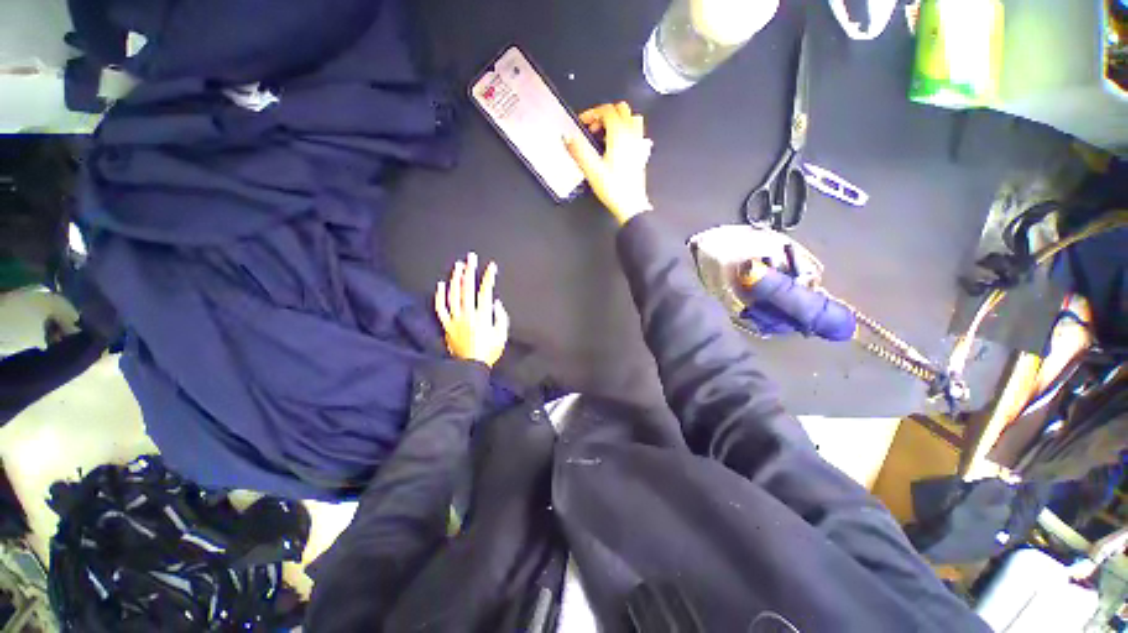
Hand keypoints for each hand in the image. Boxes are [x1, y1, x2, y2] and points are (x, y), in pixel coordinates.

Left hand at [435, 252, 508, 366]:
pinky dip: (440, 296)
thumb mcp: (501, 335)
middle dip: (470, 271)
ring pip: (453, 295)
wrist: (469, 367)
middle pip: (467, 288)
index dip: (488, 277)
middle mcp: (467, 314)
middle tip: (470, 257)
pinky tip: (441, 285)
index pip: (485, 291)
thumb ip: (500, 317)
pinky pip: (441, 308)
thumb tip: (495, 302)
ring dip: (455, 279)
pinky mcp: (446, 325)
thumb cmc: (488, 351)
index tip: (491, 266)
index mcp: (482, 316)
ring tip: (458, 266)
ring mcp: (455, 319)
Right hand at [565, 102, 653, 224]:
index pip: (607, 110)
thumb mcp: (591, 170)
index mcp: (619, 135)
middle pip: (621, 110)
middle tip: (593, 128)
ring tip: (605, 135)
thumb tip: (568, 137)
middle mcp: (631, 135)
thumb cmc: (614, 189)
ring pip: (631, 119)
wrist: (630, 205)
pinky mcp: (640, 154)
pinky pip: (636, 133)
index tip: (583, 123)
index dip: (592, 113)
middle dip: (605, 114)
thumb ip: (579, 151)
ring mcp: (638, 144)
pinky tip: (616, 146)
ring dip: (617, 121)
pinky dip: (626, 132)